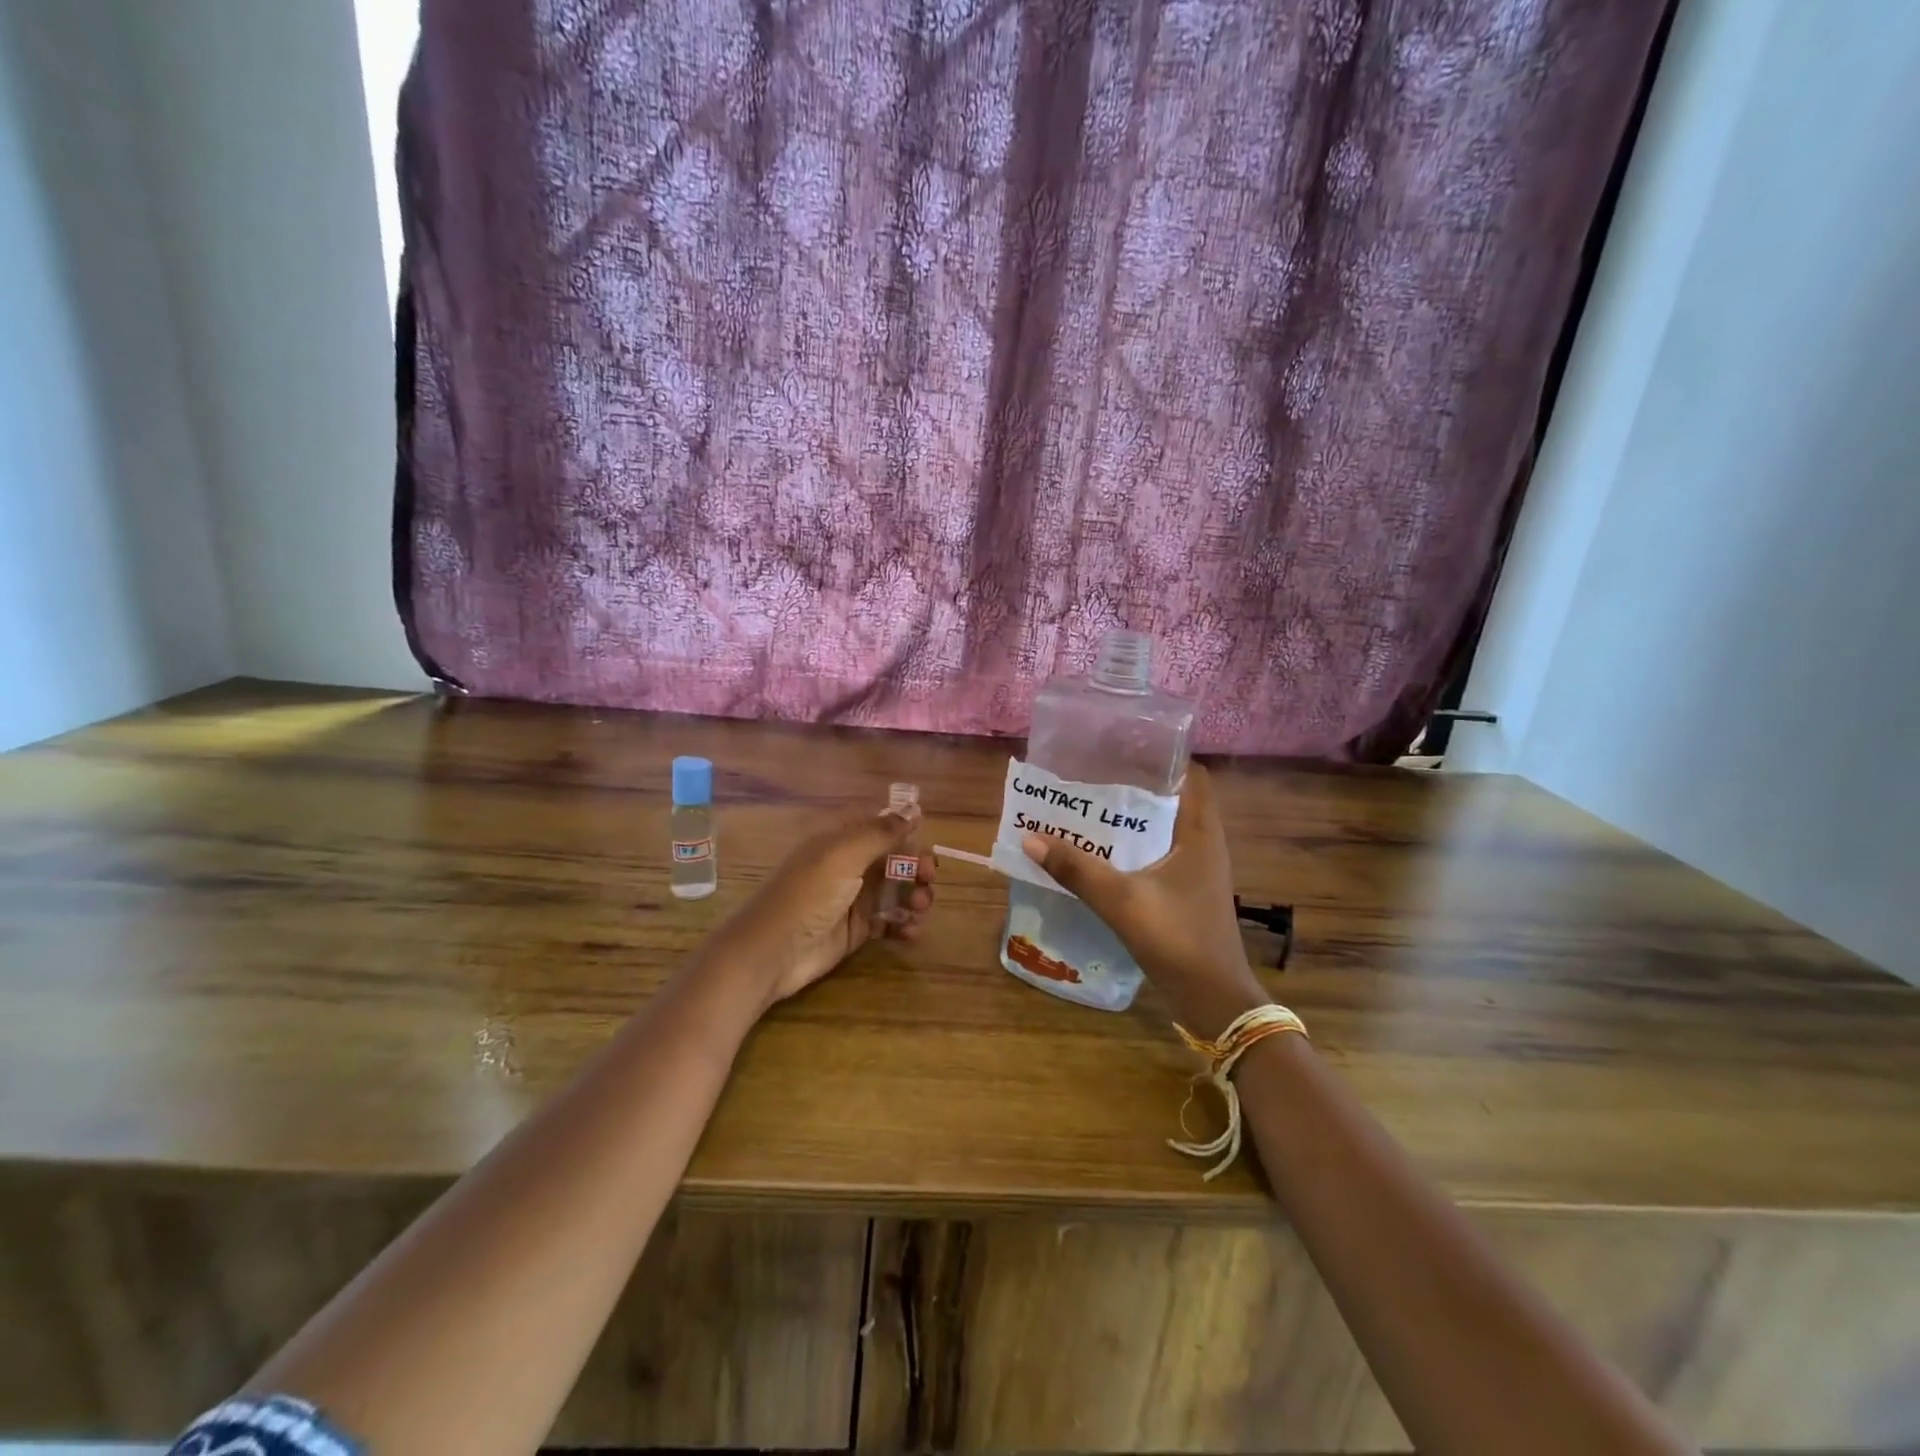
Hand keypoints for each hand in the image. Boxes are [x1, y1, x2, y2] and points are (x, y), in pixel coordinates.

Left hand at [706, 805, 934, 1008]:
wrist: (773, 952)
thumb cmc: (808, 894)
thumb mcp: (843, 854)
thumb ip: (881, 832)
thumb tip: (913, 809)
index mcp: (841, 840)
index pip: (879, 825)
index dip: (904, 830)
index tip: (924, 840)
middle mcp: (849, 865)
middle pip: (893, 858)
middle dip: (915, 866)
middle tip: (928, 878)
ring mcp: (854, 898)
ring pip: (896, 889)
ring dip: (914, 895)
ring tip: (920, 908)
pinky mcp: (857, 930)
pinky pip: (890, 920)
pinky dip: (904, 923)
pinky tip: (911, 930)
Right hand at [1021, 763, 1265, 1035]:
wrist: (1213, 998)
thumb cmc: (1177, 939)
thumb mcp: (1122, 901)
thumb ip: (1077, 870)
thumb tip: (1030, 838)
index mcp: (1200, 832)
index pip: (1191, 775)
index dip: (1161, 757)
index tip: (1121, 748)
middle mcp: (1203, 843)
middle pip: (1171, 799)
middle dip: (1134, 786)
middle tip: (1091, 777)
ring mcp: (1197, 870)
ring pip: (1162, 829)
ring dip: (1130, 820)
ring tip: (1088, 809)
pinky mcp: (1187, 892)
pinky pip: (1158, 855)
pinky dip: (1132, 847)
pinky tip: (1100, 853)